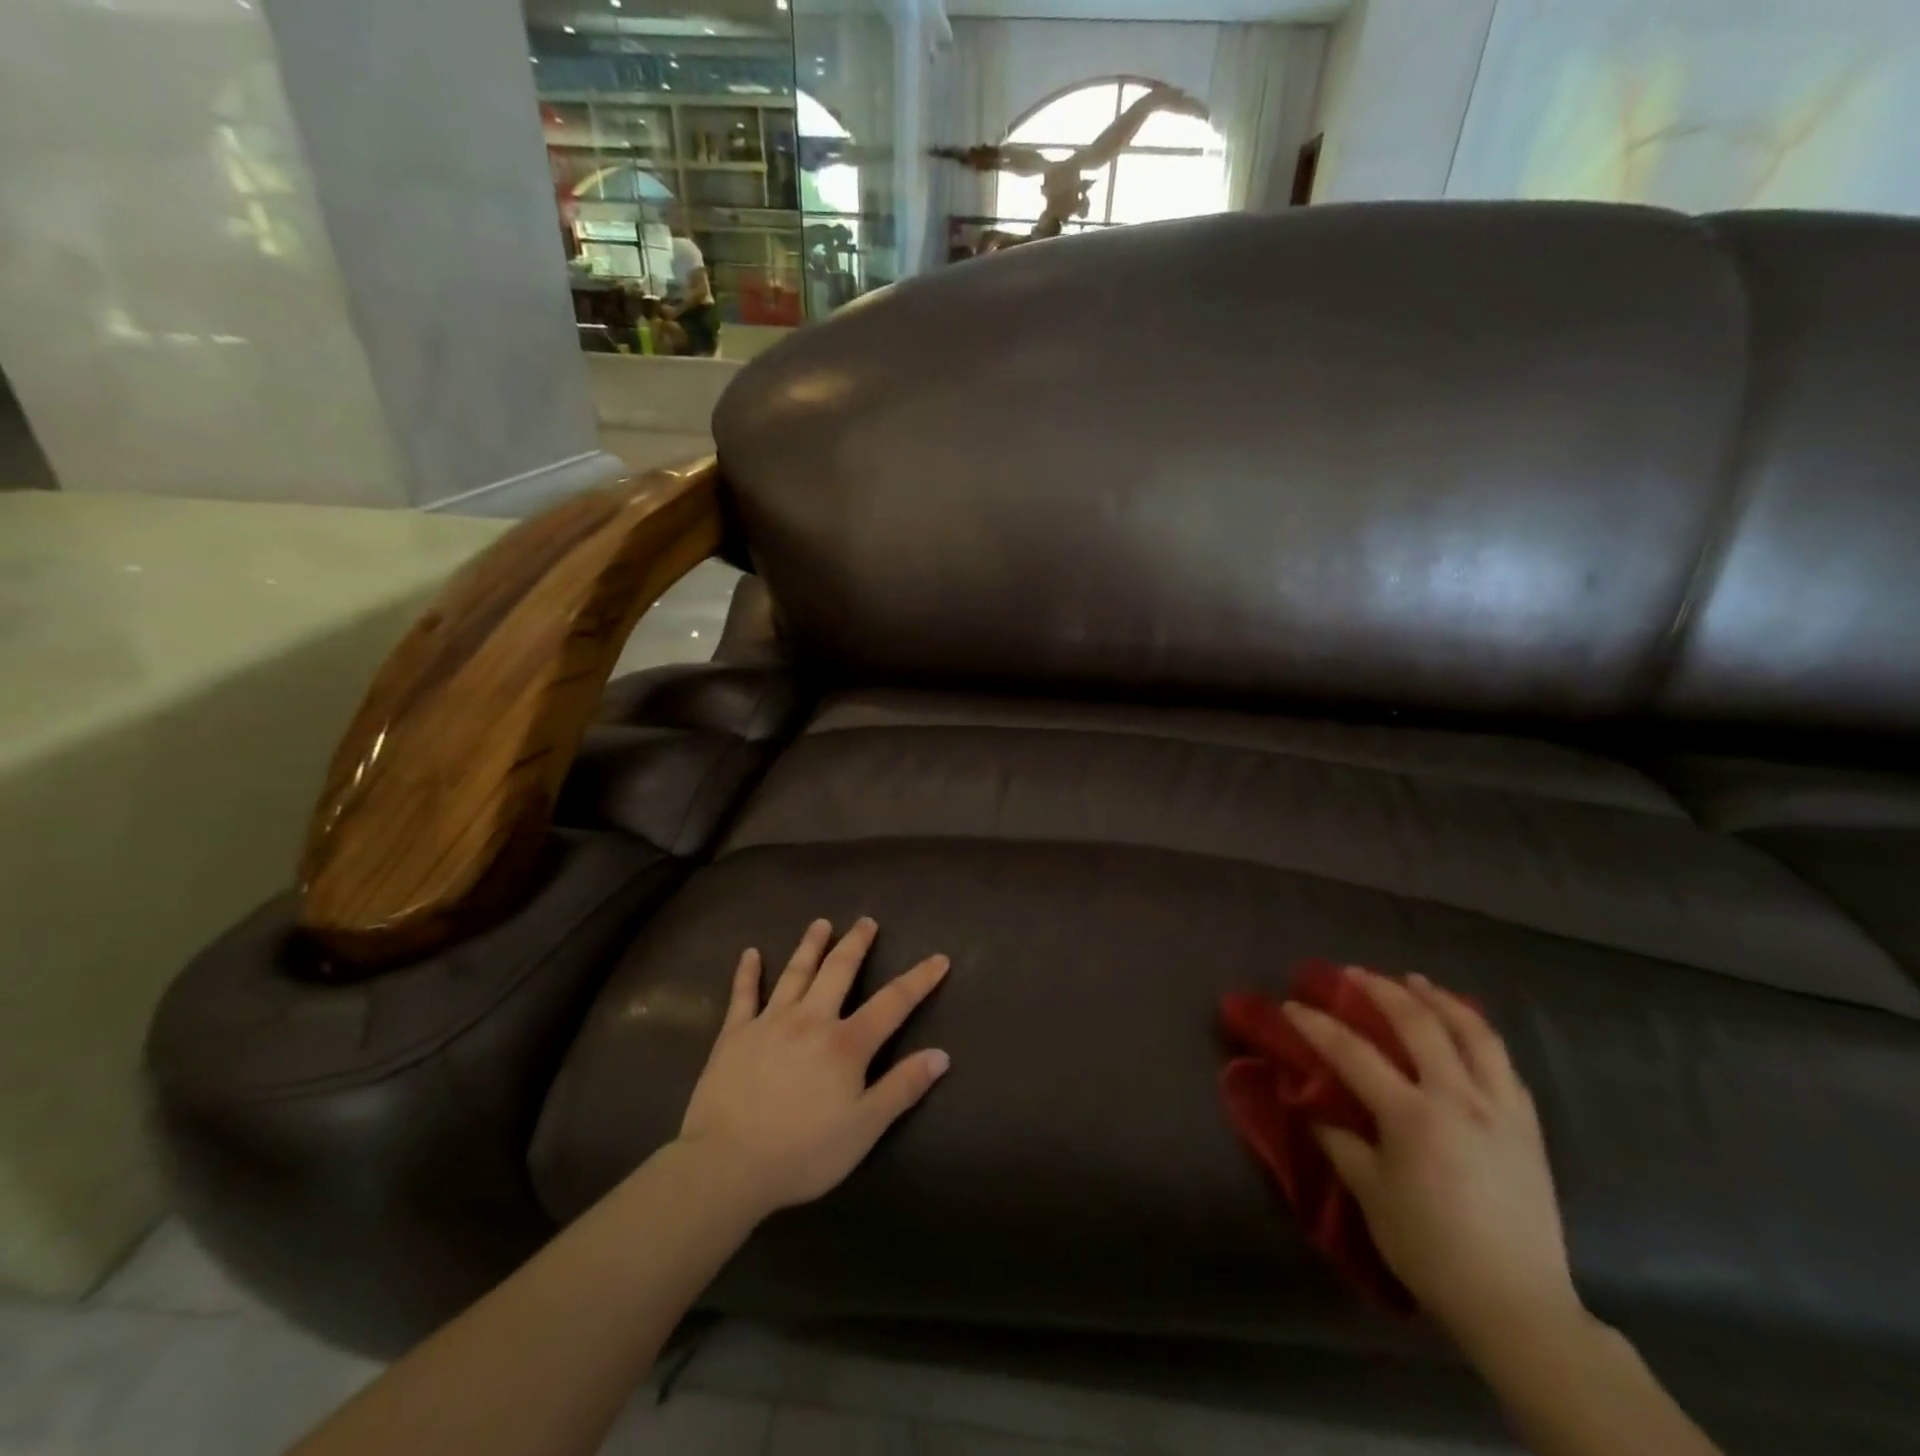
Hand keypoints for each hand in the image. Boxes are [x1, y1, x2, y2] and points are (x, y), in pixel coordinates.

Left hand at [677, 918, 950, 1218]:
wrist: (726, 1165)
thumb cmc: (802, 1152)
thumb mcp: (864, 1129)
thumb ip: (902, 1088)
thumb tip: (941, 1055)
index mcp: (846, 1044)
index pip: (893, 1003)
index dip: (919, 980)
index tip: (939, 958)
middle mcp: (811, 1020)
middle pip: (838, 971)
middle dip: (856, 944)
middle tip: (866, 921)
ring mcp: (769, 1022)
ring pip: (795, 973)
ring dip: (810, 946)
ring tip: (821, 924)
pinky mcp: (734, 1034)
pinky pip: (743, 995)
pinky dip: (747, 972)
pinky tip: (750, 954)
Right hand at [1284, 969, 1583, 1357]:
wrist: (1517, 1303)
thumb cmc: (1431, 1249)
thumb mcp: (1372, 1196)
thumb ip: (1342, 1144)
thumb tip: (1317, 1112)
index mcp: (1413, 1117)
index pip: (1353, 1053)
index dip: (1316, 1025)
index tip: (1291, 1005)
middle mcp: (1459, 1099)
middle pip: (1419, 1024)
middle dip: (1381, 990)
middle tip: (1354, 974)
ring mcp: (1501, 1109)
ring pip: (1474, 1033)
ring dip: (1440, 999)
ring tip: (1416, 982)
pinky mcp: (1529, 1127)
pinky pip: (1504, 1065)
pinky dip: (1479, 1036)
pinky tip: (1465, 1032)